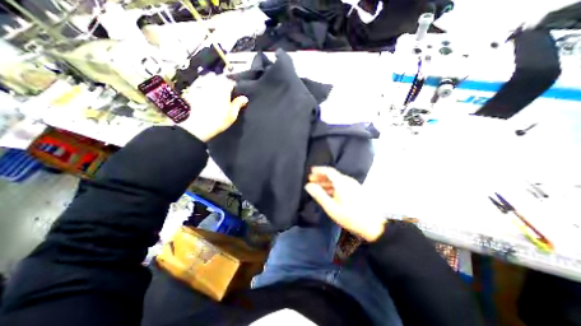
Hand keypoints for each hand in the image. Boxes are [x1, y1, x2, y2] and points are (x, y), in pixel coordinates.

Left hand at [180, 74, 246, 142]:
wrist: (198, 126)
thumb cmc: (218, 121)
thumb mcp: (232, 115)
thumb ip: (238, 104)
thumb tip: (245, 98)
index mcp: (223, 89)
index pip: (230, 82)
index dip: (234, 86)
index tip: (236, 92)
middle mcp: (212, 85)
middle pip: (219, 78)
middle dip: (223, 82)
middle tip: (227, 91)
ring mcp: (201, 87)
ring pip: (209, 79)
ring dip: (213, 83)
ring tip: (217, 91)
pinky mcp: (193, 92)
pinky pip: (200, 85)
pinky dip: (204, 87)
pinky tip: (206, 95)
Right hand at [304, 167, 384, 239]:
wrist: (373, 225)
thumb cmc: (350, 216)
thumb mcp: (332, 207)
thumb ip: (319, 195)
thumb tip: (308, 186)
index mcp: (342, 183)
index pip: (329, 171)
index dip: (319, 170)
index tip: (311, 172)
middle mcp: (348, 181)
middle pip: (332, 175)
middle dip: (321, 177)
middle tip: (311, 180)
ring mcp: (353, 186)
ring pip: (337, 180)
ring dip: (326, 182)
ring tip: (317, 187)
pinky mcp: (355, 191)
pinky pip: (341, 185)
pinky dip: (333, 187)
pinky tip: (328, 193)